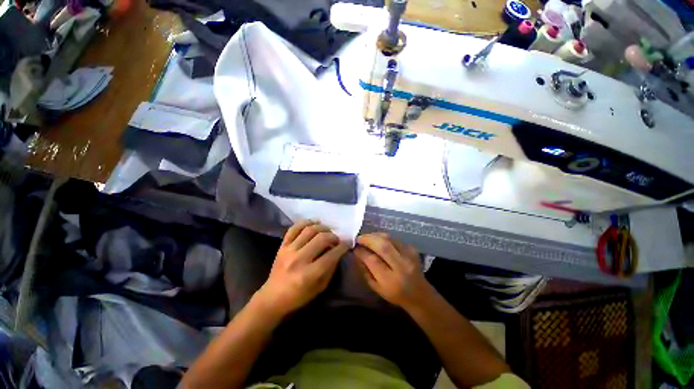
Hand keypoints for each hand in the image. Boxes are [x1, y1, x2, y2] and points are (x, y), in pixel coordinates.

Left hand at [254, 220, 348, 317]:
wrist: (273, 297)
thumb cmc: (299, 296)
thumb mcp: (320, 288)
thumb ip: (331, 269)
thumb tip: (338, 252)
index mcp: (309, 274)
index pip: (331, 255)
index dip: (343, 247)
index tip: (347, 243)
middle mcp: (299, 259)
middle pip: (321, 238)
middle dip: (333, 236)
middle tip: (337, 239)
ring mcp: (289, 250)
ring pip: (309, 230)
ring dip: (322, 227)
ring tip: (327, 231)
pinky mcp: (282, 245)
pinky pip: (294, 228)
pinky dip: (305, 222)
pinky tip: (313, 223)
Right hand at [353, 233, 433, 309]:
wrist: (420, 294)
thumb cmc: (395, 294)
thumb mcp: (376, 287)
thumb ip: (365, 270)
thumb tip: (356, 253)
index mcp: (391, 280)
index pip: (373, 261)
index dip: (362, 252)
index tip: (354, 248)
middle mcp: (402, 266)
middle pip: (383, 246)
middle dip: (368, 239)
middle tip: (359, 238)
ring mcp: (409, 256)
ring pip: (389, 239)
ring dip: (375, 235)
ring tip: (367, 237)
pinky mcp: (412, 249)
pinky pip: (395, 239)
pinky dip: (384, 237)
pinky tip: (378, 239)